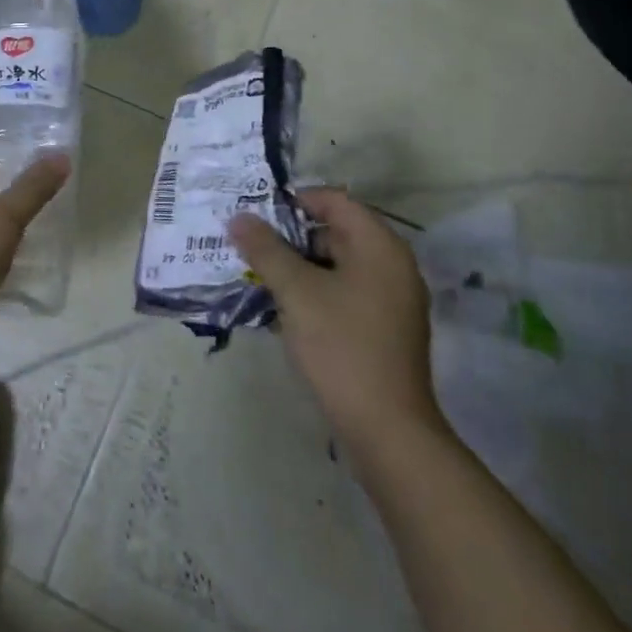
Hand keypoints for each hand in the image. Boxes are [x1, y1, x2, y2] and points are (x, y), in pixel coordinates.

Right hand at [228, 188, 447, 455]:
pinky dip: (315, 292)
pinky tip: (282, 309)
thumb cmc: (342, 347)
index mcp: (380, 246)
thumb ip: (266, 249)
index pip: (335, 200)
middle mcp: (392, 265)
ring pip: (337, 265)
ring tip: (258, 276)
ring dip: (299, 267)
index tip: (258, 214)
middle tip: (250, 245)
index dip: (295, 201)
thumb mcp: (296, 292)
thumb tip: (239, 217)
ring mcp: (392, 299)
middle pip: (336, 231)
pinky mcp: (384, 329)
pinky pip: (345, 293)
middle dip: (291, 237)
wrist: (388, 431)